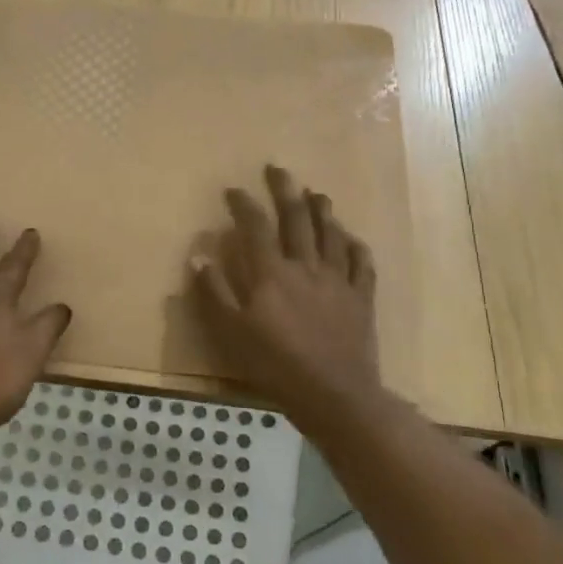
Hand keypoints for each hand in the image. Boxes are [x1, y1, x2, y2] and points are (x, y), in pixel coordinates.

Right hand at [190, 165, 383, 431]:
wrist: (334, 394)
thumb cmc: (275, 365)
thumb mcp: (231, 332)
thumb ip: (215, 292)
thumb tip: (199, 256)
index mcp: (271, 273)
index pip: (256, 227)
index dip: (244, 204)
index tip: (233, 189)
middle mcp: (306, 266)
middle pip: (297, 219)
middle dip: (285, 190)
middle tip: (278, 169)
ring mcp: (338, 280)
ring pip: (331, 234)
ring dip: (322, 210)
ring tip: (316, 193)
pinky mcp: (361, 299)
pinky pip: (362, 265)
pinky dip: (356, 247)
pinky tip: (353, 239)